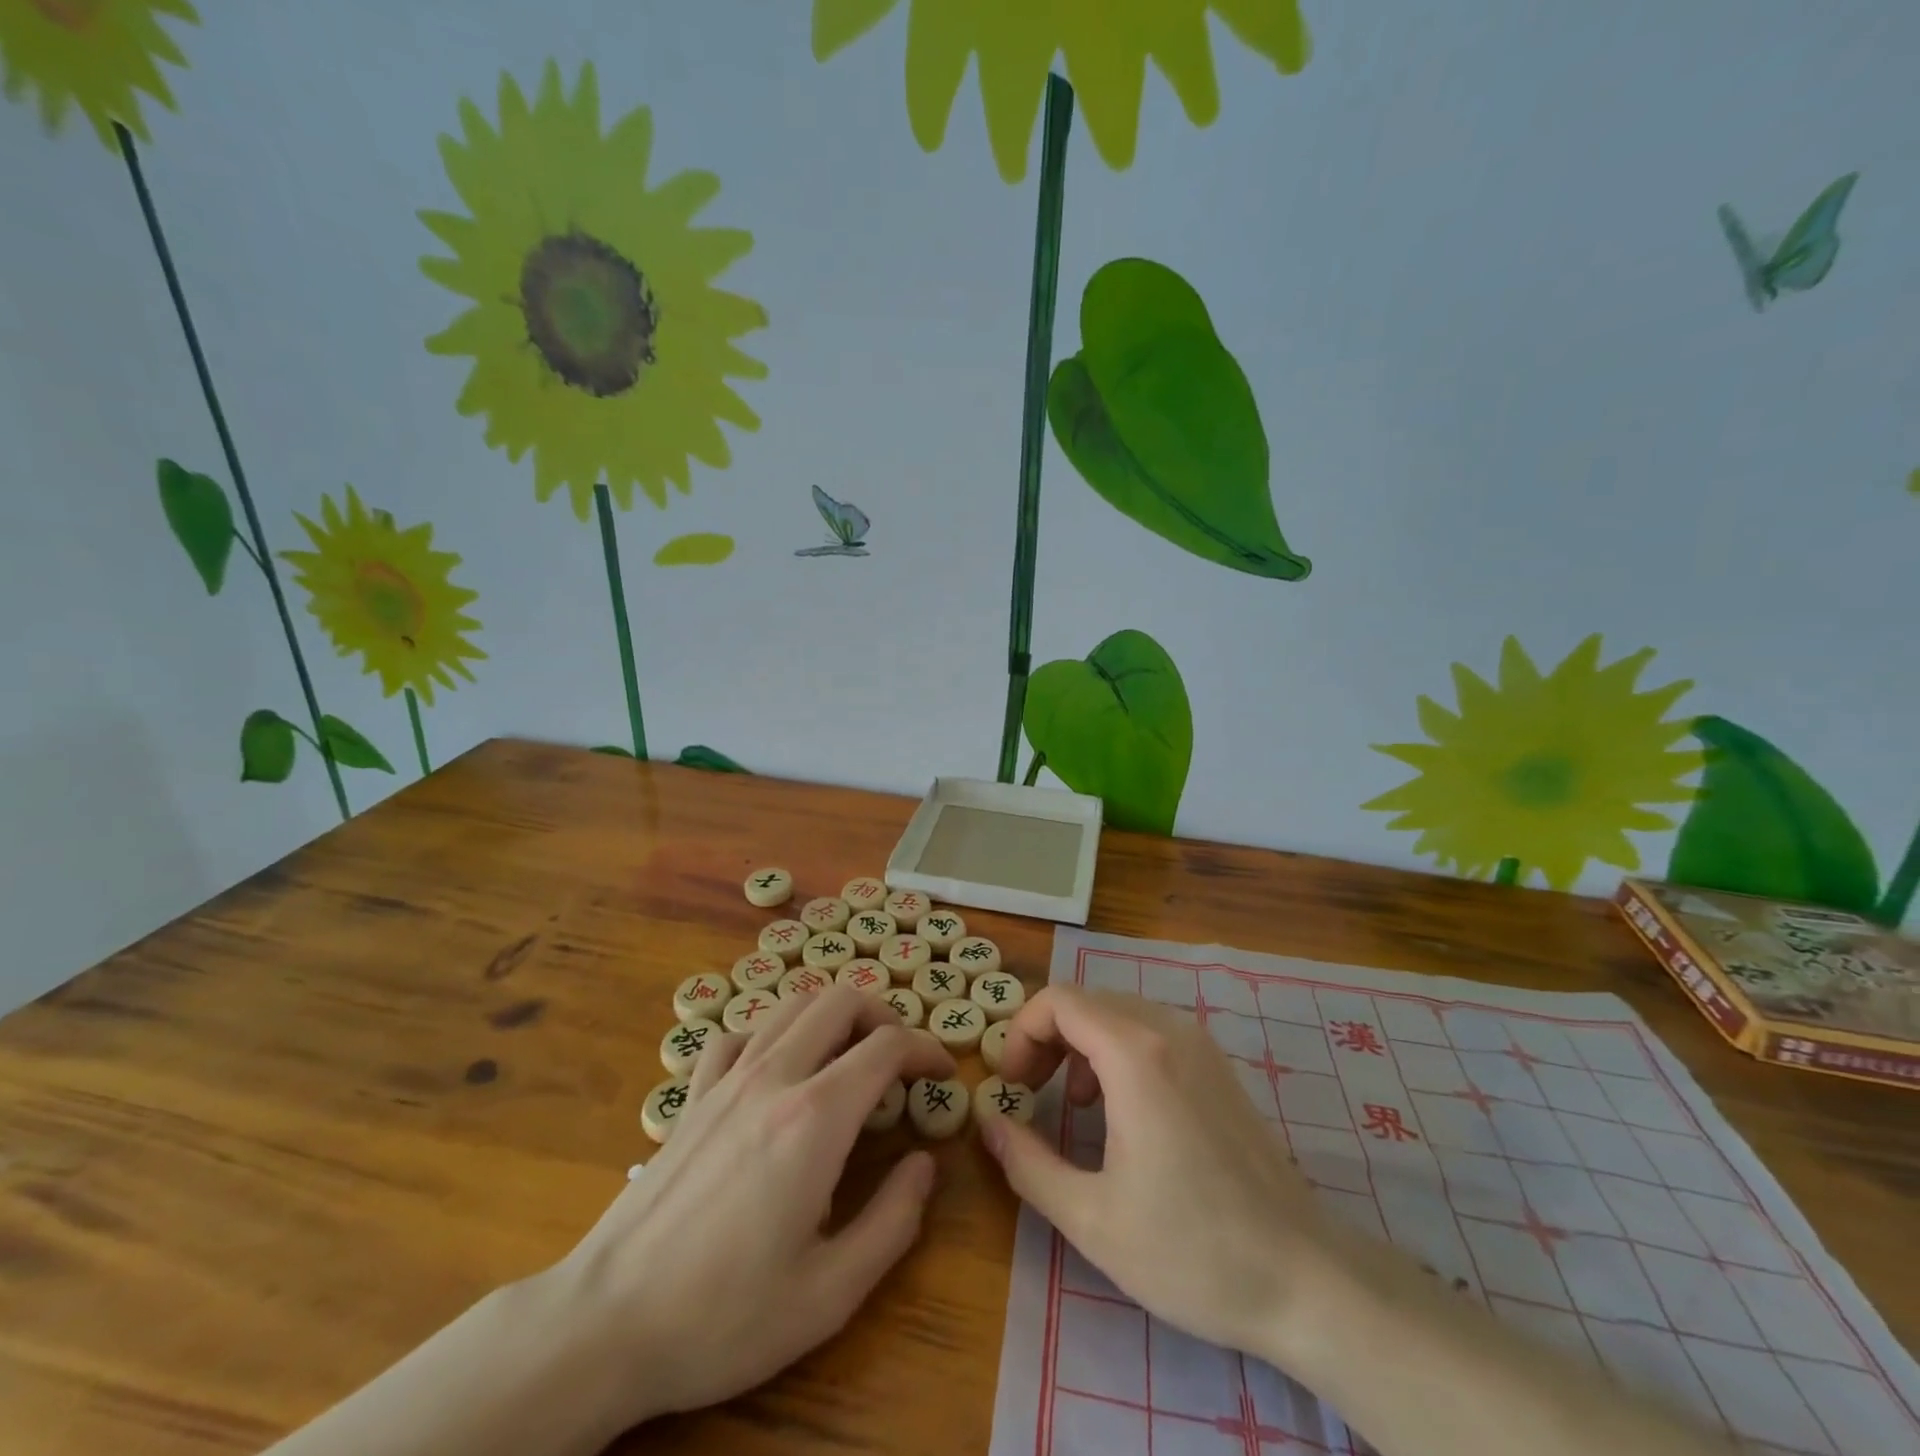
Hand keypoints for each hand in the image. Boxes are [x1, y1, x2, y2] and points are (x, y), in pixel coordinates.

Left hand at [542, 986, 955, 1433]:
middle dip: (882, 1016)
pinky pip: (739, 1035)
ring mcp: (726, 1079)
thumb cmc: (724, 1316)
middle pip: (840, 1000)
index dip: (925, 1048)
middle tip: (899, 1058)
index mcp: (816, 1117)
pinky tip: (775, 1073)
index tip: (941, 1072)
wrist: (605, 1326)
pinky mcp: (692, 1096)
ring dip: (831, 1017)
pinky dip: (771, 1036)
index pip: (886, 1046)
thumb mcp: (830, 1293)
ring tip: (847, 1057)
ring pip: (791, 1005)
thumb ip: (893, 1221)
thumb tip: (925, 1164)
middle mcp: (774, 1077)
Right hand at [977, 984, 1336, 1357]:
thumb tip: (989, 1124)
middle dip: (1046, 1038)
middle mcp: (1168, 1030)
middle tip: (1029, 1092)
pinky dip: (1116, 1051)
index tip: (1012, 1086)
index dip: (1021, 1033)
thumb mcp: (1092, 1218)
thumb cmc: (1192, 1251)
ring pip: (1118, 1012)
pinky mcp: (1218, 1067)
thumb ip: (1028, 1164)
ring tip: (1071, 1105)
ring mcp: (1200, 1045)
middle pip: (1086, 1001)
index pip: (1058, 1000)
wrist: (1307, 1280)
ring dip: (1080, 1044)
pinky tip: (1119, 1110)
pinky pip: (1150, 1032)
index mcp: (1135, 1054)